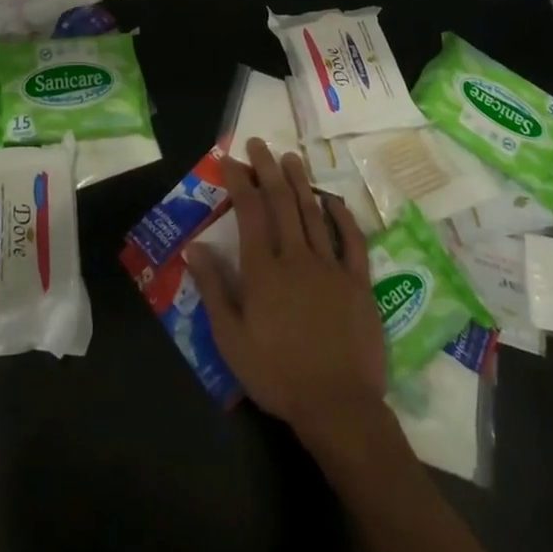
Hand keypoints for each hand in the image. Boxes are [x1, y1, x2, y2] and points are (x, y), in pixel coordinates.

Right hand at [188, 139, 387, 453]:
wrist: (339, 407)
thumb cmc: (278, 376)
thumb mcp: (231, 340)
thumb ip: (213, 290)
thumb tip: (194, 248)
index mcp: (263, 271)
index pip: (249, 213)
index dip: (239, 182)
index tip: (230, 159)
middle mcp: (296, 258)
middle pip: (281, 202)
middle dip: (267, 169)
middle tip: (259, 144)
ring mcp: (331, 267)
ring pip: (313, 213)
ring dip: (300, 182)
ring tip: (291, 157)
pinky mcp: (358, 283)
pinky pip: (351, 241)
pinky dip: (342, 217)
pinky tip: (333, 201)